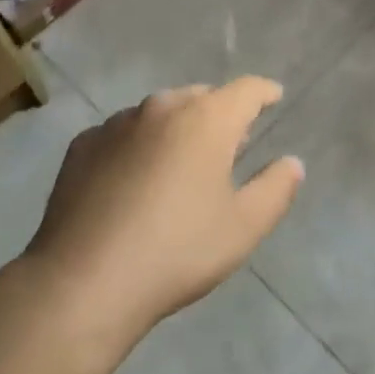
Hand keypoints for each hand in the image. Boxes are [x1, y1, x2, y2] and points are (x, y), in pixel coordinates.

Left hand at [23, 78, 304, 341]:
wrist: (82, 283)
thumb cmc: (176, 252)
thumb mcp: (243, 228)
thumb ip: (276, 188)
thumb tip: (292, 162)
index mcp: (207, 119)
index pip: (247, 89)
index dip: (265, 92)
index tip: (274, 97)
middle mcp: (163, 106)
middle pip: (202, 97)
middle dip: (220, 114)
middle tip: (228, 146)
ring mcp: (117, 123)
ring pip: (160, 113)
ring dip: (177, 129)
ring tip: (178, 165)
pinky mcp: (83, 145)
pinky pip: (123, 134)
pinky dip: (138, 146)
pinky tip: (132, 182)